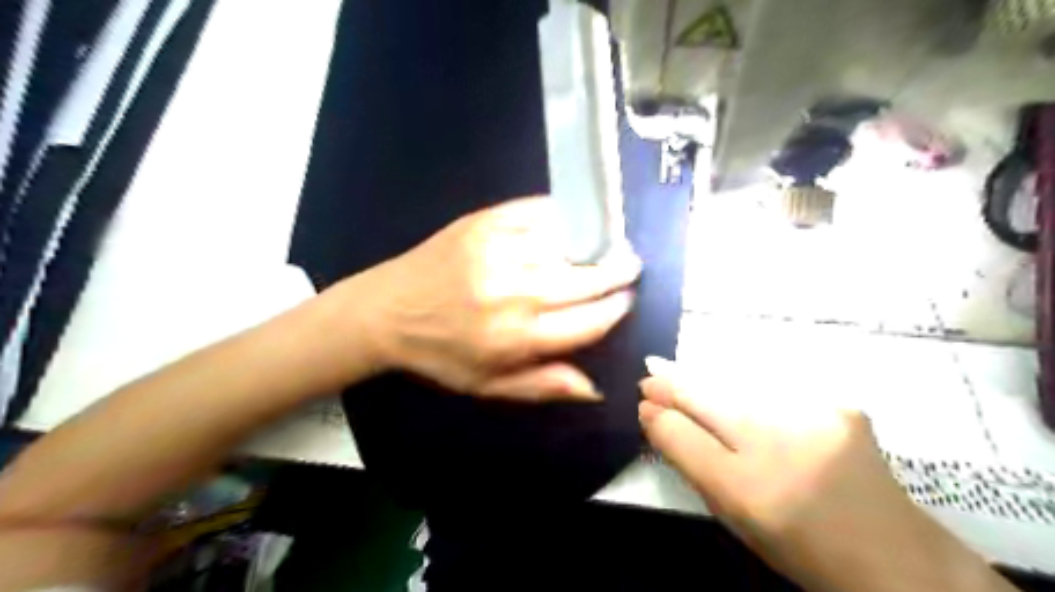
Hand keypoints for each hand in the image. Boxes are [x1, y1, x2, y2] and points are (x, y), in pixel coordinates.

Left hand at [348, 197, 637, 402]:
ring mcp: (499, 251)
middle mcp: (514, 293)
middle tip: (632, 265)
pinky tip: (576, 220)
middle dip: (616, 272)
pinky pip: (538, 212)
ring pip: (567, 244)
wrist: (385, 310)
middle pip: (584, 280)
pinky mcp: (485, 222)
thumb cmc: (440, 354)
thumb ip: (543, 385)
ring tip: (614, 243)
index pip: (587, 321)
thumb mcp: (487, 385)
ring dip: (597, 243)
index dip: (615, 310)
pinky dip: (563, 215)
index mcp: (516, 338)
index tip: (627, 301)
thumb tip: (596, 388)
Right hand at [639, 355, 1008, 591]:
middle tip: (651, 373)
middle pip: (710, 398)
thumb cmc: (798, 542)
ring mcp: (817, 417)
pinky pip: (775, 388)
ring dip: (708, 382)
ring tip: (682, 376)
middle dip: (676, 384)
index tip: (642, 396)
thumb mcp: (733, 514)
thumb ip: (689, 461)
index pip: (685, 434)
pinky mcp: (841, 404)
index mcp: (750, 490)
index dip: (660, 409)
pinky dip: (747, 387)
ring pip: (740, 386)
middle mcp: (782, 446)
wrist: (895, 555)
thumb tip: (654, 417)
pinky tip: (737, 390)